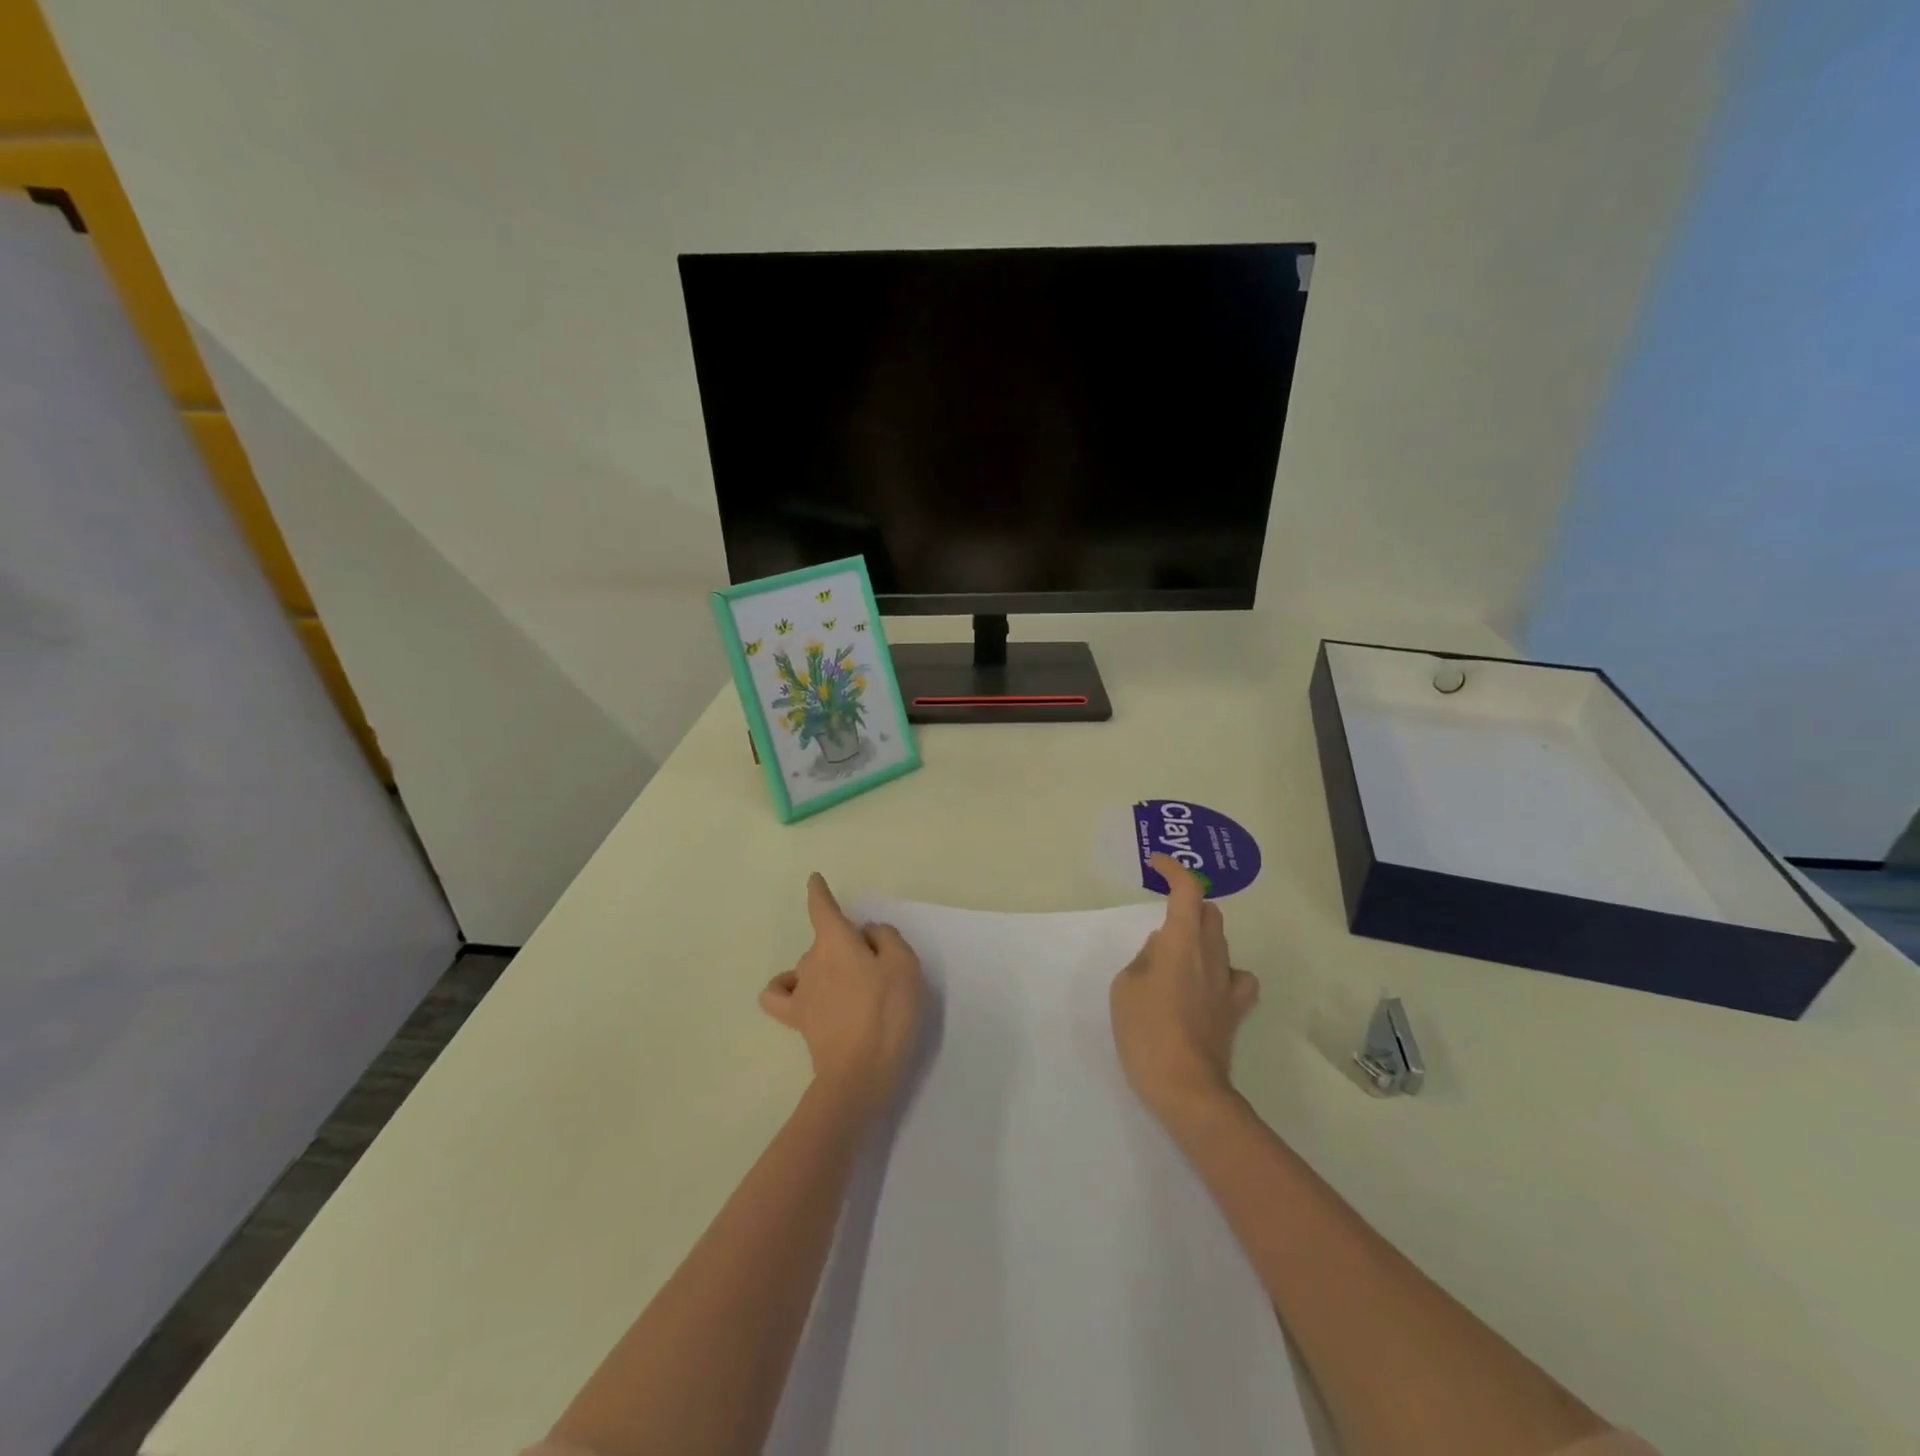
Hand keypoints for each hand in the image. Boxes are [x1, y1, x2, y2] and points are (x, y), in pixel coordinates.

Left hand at [761, 873, 924, 1115]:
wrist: (861, 1072)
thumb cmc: (887, 1012)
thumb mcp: (904, 965)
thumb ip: (886, 938)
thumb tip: (867, 934)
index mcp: (836, 941)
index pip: (822, 907)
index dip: (819, 892)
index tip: (814, 880)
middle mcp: (812, 959)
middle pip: (826, 940)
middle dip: (846, 946)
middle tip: (877, 972)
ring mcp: (801, 991)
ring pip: (811, 965)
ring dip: (828, 968)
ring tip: (854, 991)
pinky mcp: (797, 1019)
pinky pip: (781, 995)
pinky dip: (788, 988)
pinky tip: (804, 994)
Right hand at [1110, 853, 1260, 1123]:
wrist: (1185, 1086)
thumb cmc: (1146, 1031)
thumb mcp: (1125, 987)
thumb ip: (1144, 959)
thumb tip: (1162, 950)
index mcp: (1180, 941)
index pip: (1186, 890)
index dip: (1173, 869)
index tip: (1156, 864)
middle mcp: (1210, 954)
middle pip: (1209, 912)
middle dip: (1188, 902)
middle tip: (1163, 911)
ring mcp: (1226, 983)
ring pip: (1221, 940)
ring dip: (1202, 934)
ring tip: (1178, 950)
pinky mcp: (1234, 1010)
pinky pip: (1237, 978)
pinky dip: (1223, 970)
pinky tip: (1209, 981)